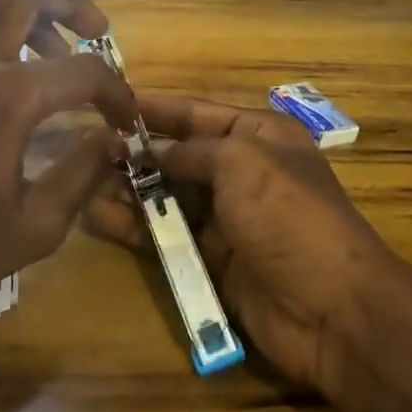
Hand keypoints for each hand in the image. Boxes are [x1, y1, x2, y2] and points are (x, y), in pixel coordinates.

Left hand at [0, 0, 137, 310]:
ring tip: (47, 56)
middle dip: (72, 4)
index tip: (124, 119)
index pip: (83, 71)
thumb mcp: (33, 229)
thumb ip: (81, 175)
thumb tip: (111, 140)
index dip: (116, 92)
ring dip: (28, 17)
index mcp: (7, 98)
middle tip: (94, 35)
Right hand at [86, 96, 401, 393]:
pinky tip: (97, 218)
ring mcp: (225, 218)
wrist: (331, 309)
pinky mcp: (211, 260)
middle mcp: (240, 171)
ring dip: (128, 190)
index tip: (107, 102)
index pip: (195, 113)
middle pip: (176, 155)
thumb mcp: (243, 162)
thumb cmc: (288, 216)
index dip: (153, 108)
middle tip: (82, 150)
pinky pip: (166, 236)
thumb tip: (155, 152)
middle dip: (133, 152)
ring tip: (81, 183)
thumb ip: (192, 151)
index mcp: (258, 136)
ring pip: (166, 197)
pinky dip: (134, 227)